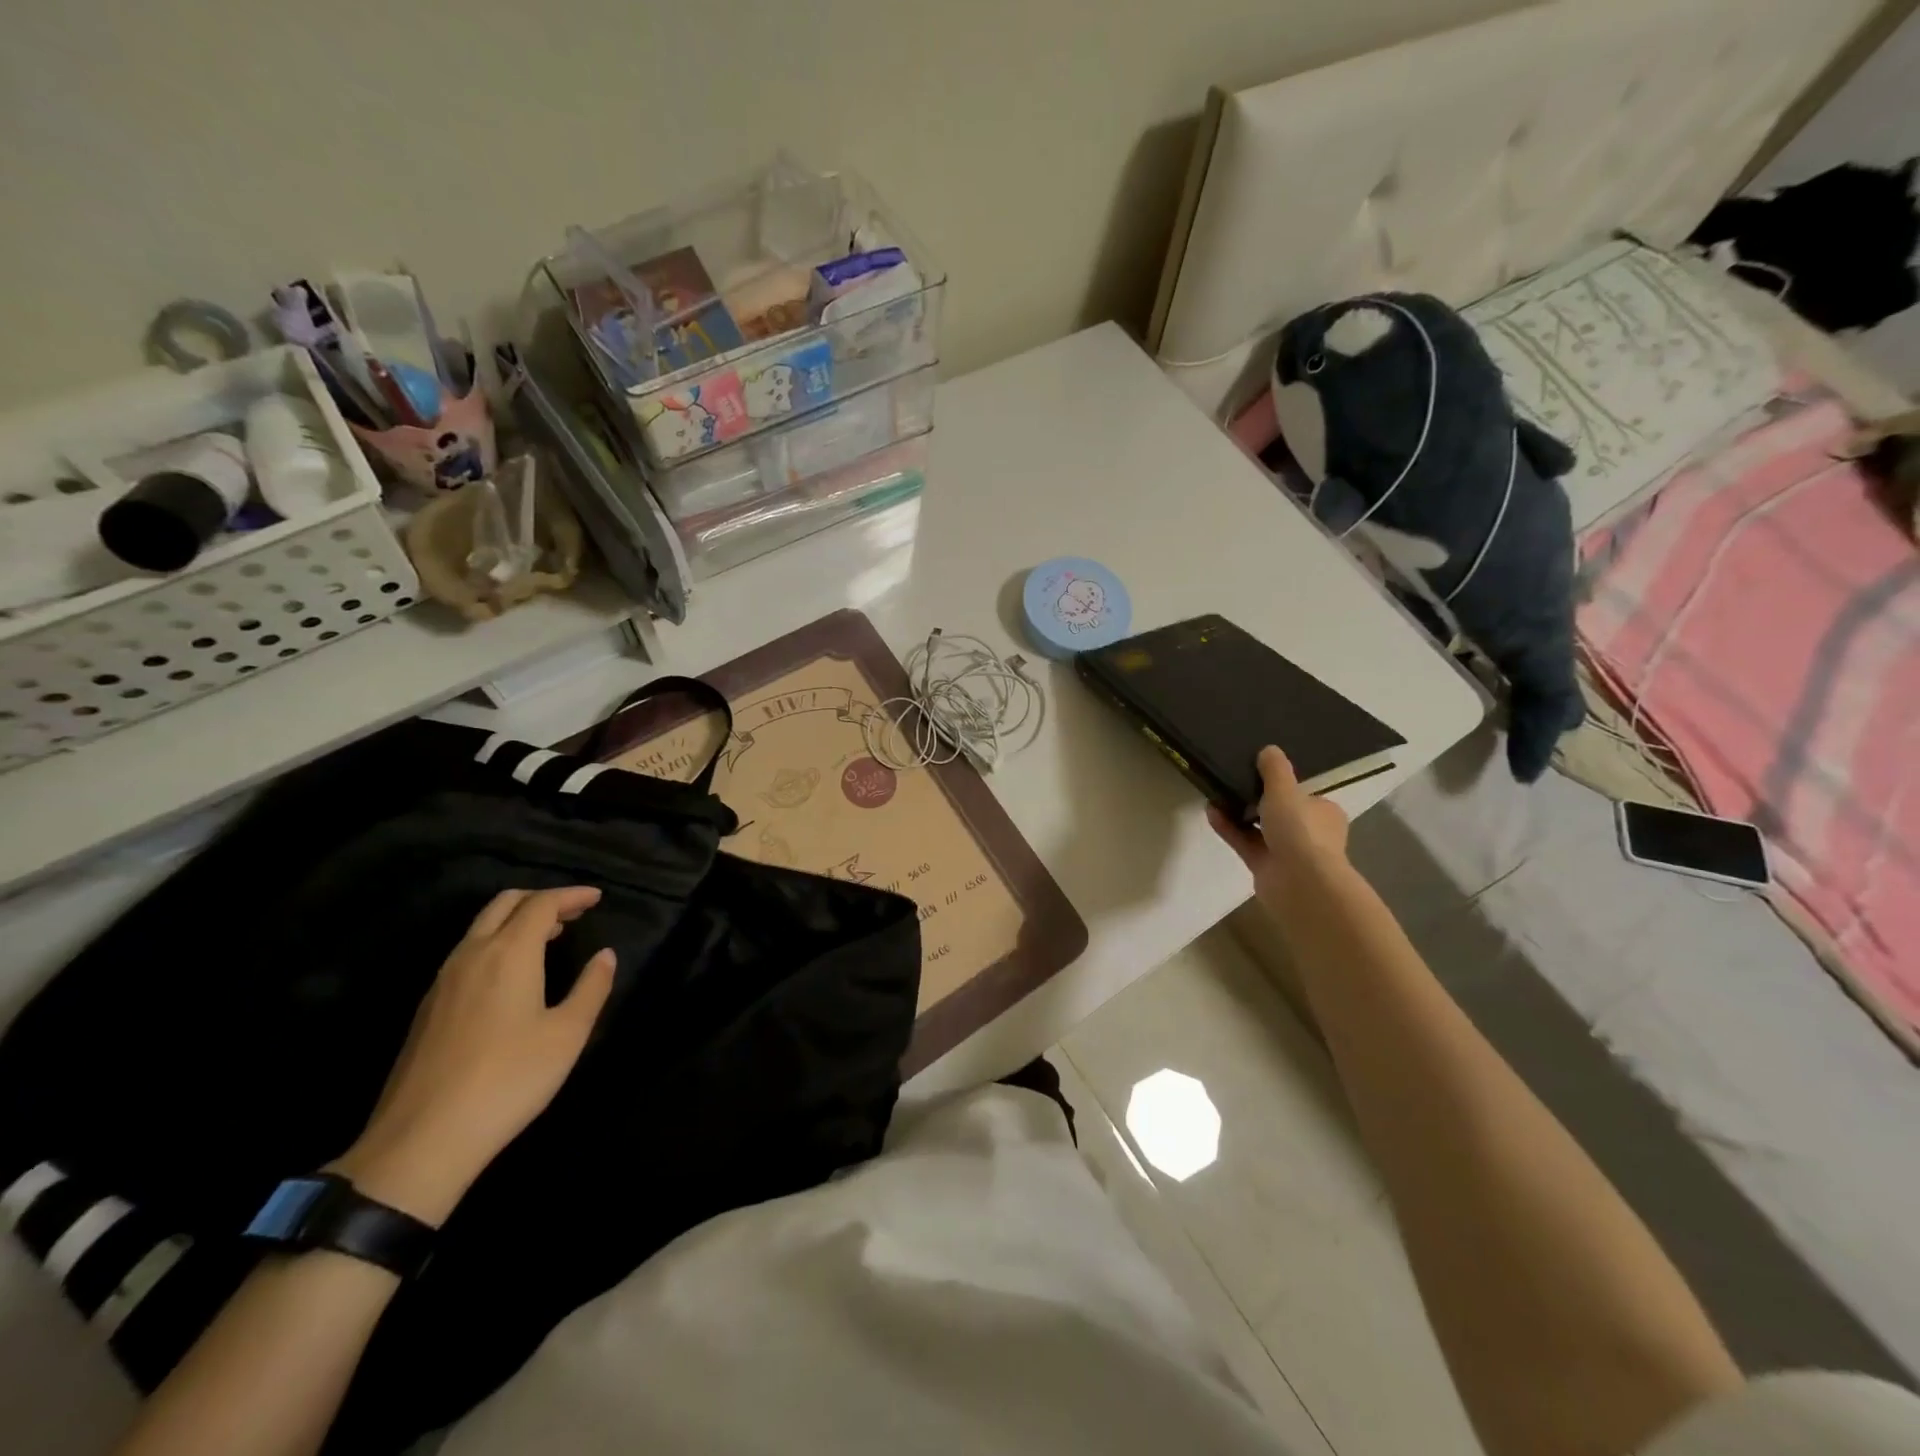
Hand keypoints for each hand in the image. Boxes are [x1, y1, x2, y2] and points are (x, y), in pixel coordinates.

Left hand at [330, 887, 615, 1224]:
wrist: (422, 1141)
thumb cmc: (509, 1080)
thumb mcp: (567, 1034)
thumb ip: (591, 988)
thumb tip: (604, 956)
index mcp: (509, 953)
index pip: (541, 904)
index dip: (572, 895)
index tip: (597, 898)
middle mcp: (471, 955)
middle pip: (504, 904)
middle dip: (541, 899)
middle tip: (573, 912)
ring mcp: (443, 982)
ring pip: (480, 928)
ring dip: (516, 921)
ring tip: (548, 938)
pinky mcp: (428, 1008)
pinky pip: (466, 953)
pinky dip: (496, 944)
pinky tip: (511, 975)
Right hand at [1207, 746, 1350, 905]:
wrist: (1300, 883)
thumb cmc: (1300, 830)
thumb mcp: (1285, 790)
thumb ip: (1275, 770)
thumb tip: (1269, 750)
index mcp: (1324, 813)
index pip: (1303, 795)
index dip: (1282, 785)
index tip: (1257, 773)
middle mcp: (1309, 833)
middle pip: (1279, 812)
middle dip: (1256, 800)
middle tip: (1232, 782)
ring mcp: (1287, 853)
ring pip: (1259, 828)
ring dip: (1238, 813)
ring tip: (1215, 794)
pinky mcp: (1266, 867)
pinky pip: (1245, 842)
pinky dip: (1229, 828)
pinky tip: (1211, 812)